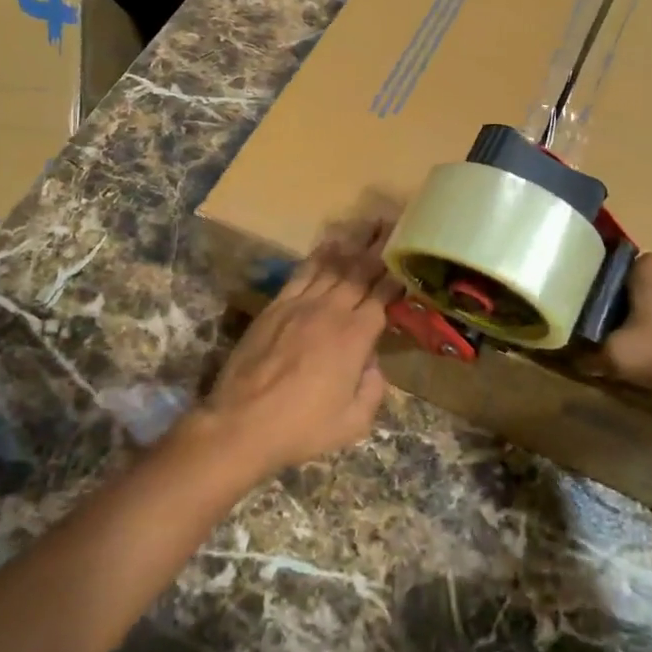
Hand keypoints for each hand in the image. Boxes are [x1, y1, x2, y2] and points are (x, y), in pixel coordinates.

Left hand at [202, 224, 399, 479]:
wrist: (242, 424)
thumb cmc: (302, 428)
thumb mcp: (353, 422)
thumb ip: (373, 389)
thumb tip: (373, 363)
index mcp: (356, 337)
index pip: (383, 295)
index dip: (397, 275)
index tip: (409, 256)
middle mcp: (332, 311)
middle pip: (361, 271)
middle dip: (380, 246)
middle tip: (395, 224)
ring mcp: (301, 304)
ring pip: (333, 265)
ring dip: (354, 243)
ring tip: (369, 224)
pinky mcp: (276, 306)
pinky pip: (303, 272)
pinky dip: (319, 255)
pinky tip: (330, 243)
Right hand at [600, 255, 651, 415]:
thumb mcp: (621, 357)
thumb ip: (590, 355)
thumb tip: (574, 357)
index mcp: (645, 264)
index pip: (600, 279)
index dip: (587, 309)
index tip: (584, 335)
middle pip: (628, 299)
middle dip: (619, 327)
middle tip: (611, 355)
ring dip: (647, 340)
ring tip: (645, 368)